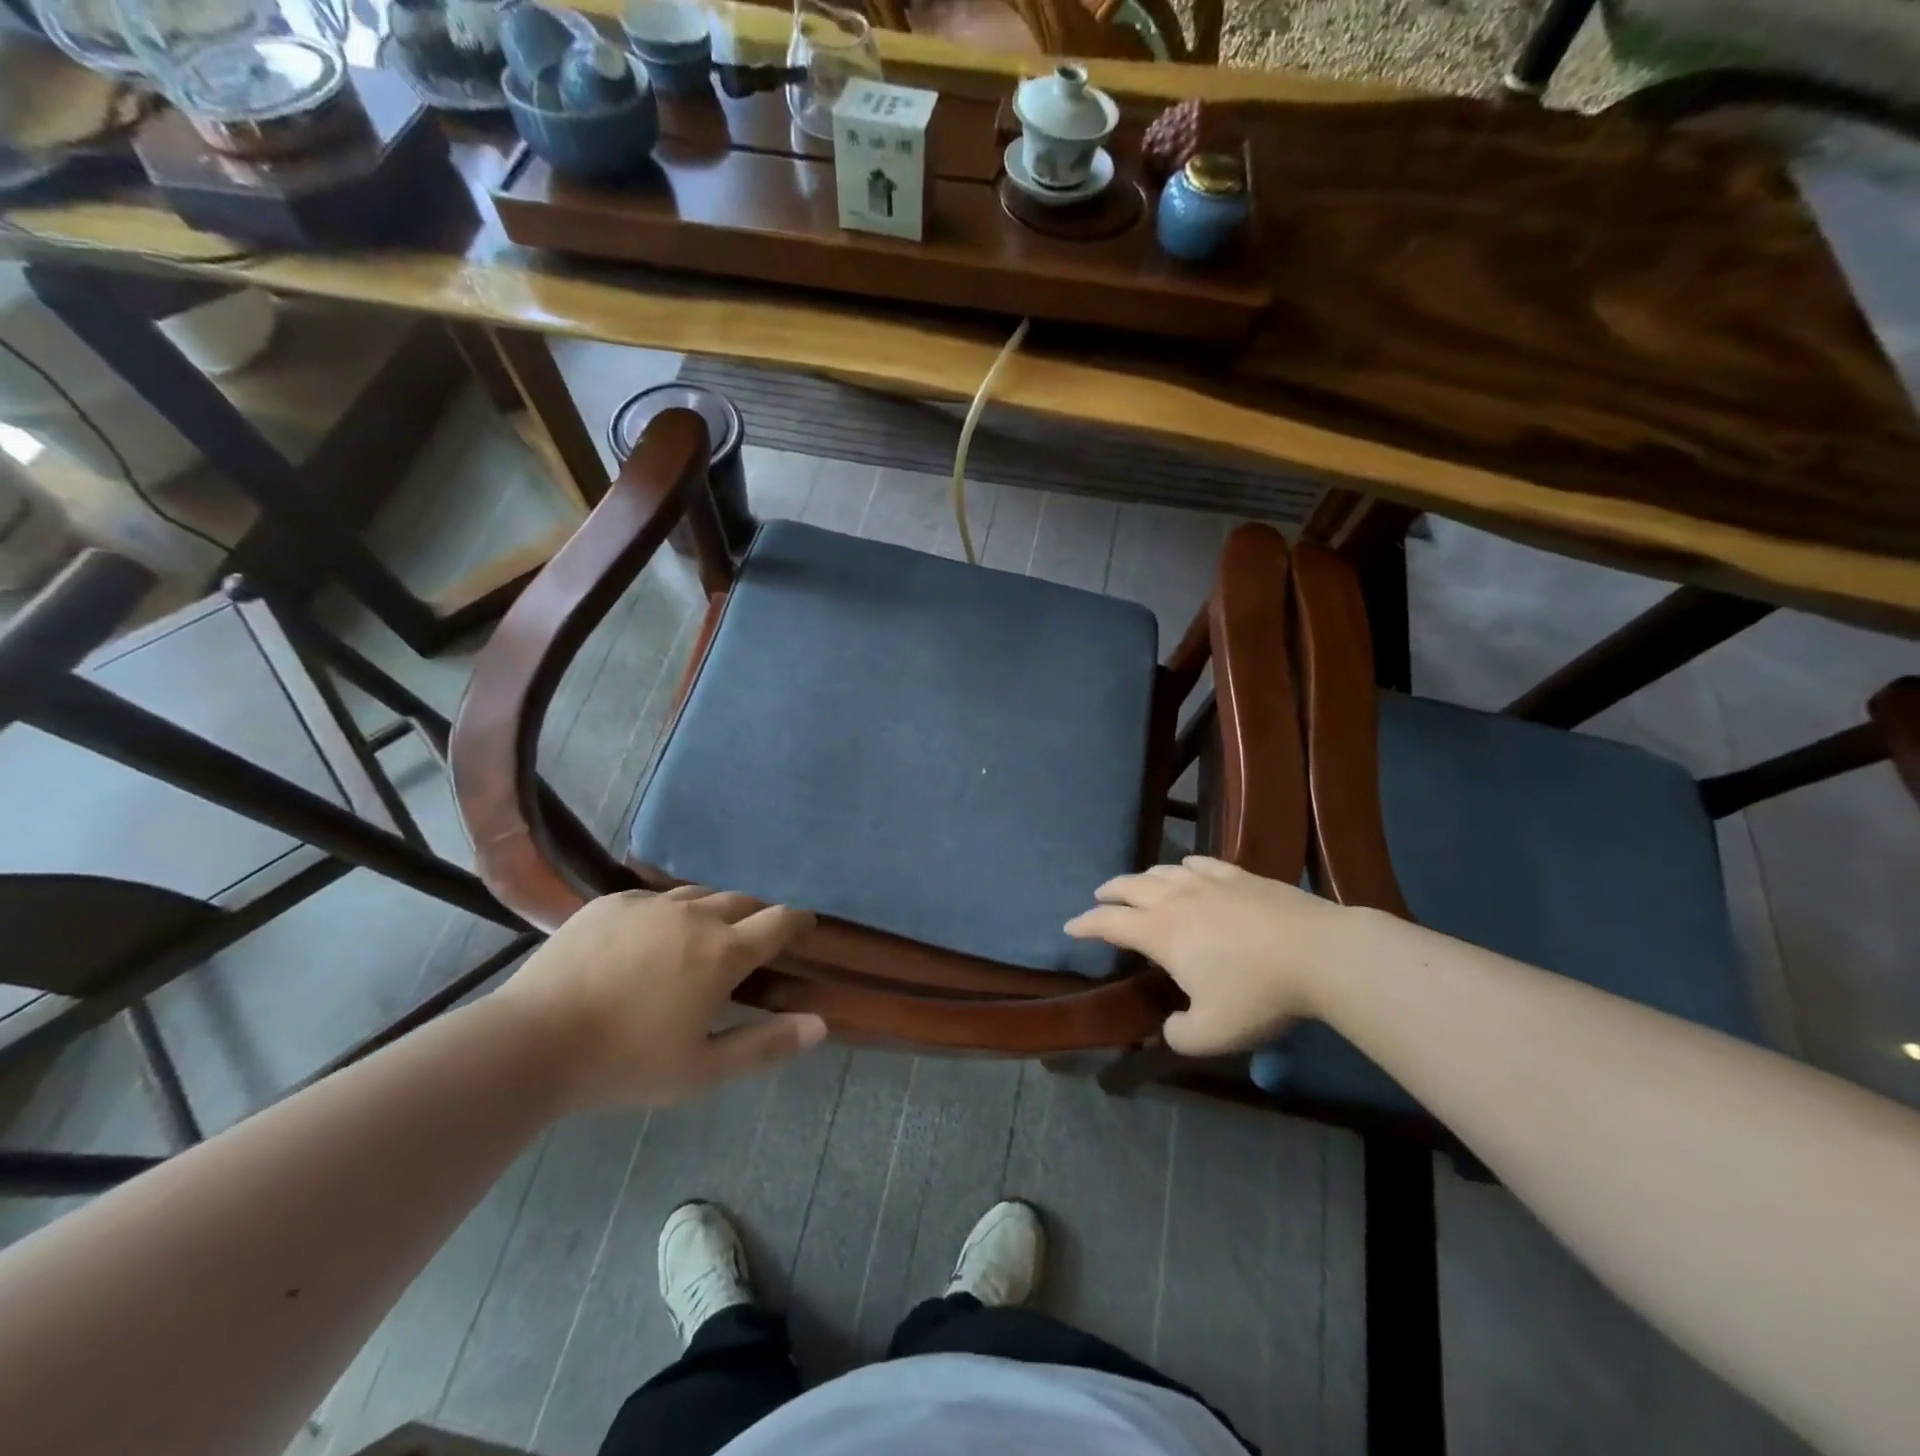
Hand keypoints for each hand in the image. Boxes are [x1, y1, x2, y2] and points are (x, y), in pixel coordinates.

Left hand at [499, 886, 825, 1111]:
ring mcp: (650, 903)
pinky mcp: (611, 902)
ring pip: (700, 894)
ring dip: (715, 910)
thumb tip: (820, 1026)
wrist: (532, 1041)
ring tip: (706, 935)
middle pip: (743, 900)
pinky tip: (652, 938)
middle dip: (757, 916)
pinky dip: (670, 912)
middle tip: (754, 941)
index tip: (805, 927)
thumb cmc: (625, 1062)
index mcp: (723, 952)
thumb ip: (766, 1045)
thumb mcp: (702, 1070)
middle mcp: (694, 915)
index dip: (799, 921)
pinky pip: (655, 896)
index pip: (779, 921)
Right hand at [1065, 856, 1349, 1055]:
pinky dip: (1182, 866)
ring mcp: (1209, 882)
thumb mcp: (1212, 1034)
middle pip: (1130, 886)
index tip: (1070, 926)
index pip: (1109, 923)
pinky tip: (1187, 869)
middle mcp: (1176, 899)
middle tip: (1099, 898)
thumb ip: (1179, 1036)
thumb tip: (1170, 1028)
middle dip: (1109, 893)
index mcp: (1160, 932)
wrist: (1320, 953)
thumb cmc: (1258, 993)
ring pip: (1163, 870)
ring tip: (1139, 885)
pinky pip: (1200, 863)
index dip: (1085, 924)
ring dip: (1142, 878)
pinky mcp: (1240, 875)